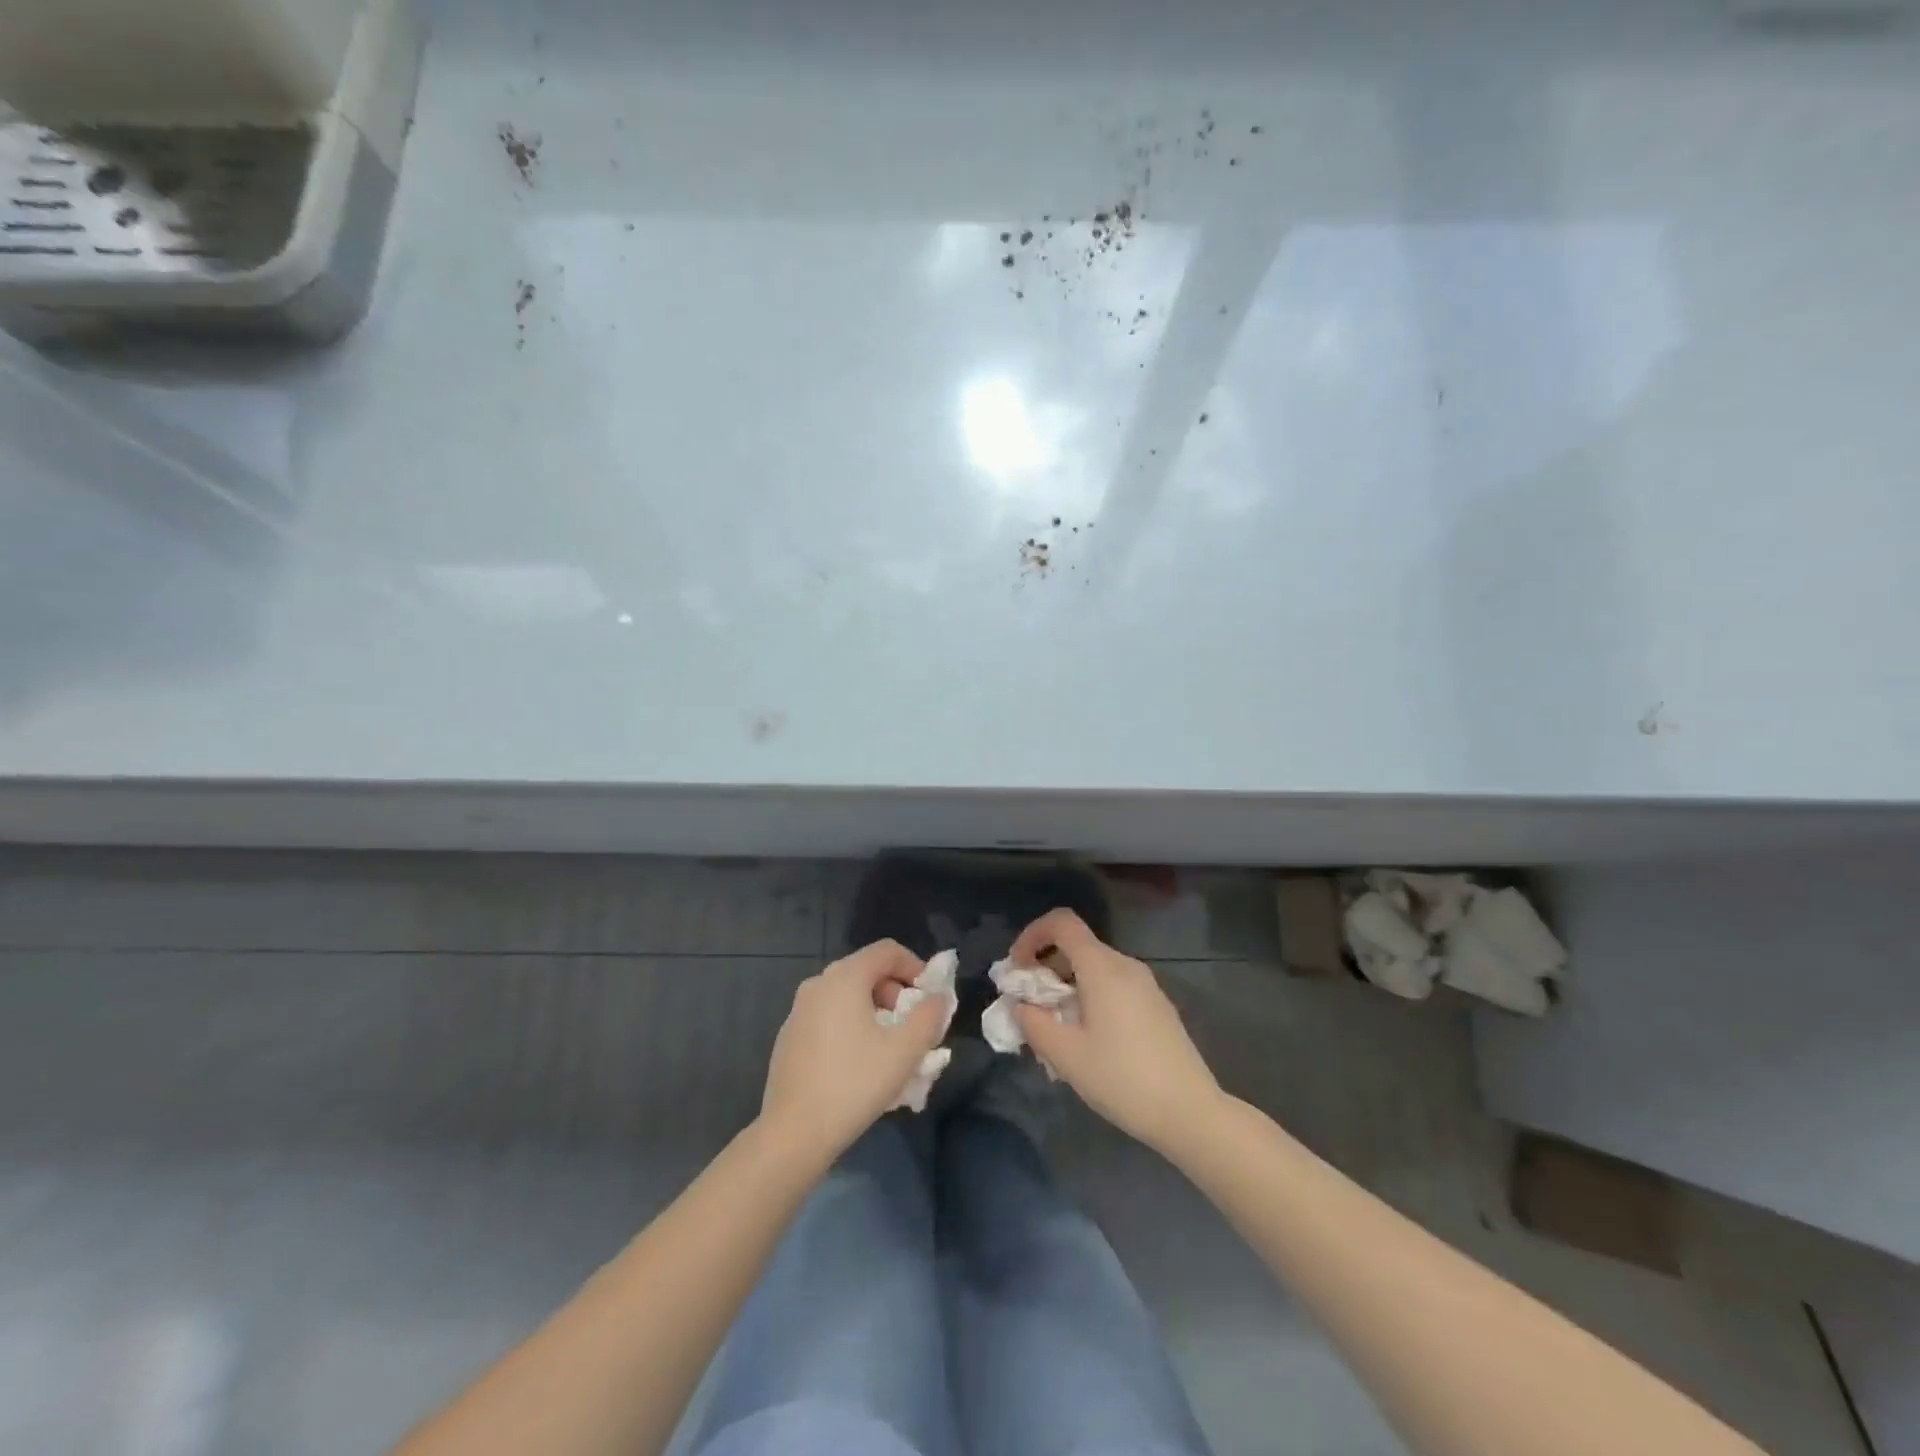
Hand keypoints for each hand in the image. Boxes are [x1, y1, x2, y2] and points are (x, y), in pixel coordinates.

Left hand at [760, 939, 947, 1164]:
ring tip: (890, 1048)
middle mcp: (818, 984)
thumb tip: (938, 998)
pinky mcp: (789, 1036)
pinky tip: (859, 1064)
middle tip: (912, 1026)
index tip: (929, 997)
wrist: (793, 1133)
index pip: (887, 950)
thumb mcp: (905, 1051)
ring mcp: (799, 1010)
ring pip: (847, 996)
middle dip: (896, 993)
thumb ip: (929, 1016)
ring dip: (875, 1011)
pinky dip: (851, 1026)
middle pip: (867, 971)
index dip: (915, 966)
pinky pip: (829, 1016)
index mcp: (844, 977)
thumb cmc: (854, 1084)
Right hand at [1009, 909, 1221, 1155]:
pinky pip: (1113, 986)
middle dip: (1045, 968)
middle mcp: (1125, 966)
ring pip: (1094, 969)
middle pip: (1077, 946)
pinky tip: (1087, 1040)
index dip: (1032, 935)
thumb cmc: (1123, 1079)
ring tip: (1055, 1029)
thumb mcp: (1066, 1055)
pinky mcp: (1156, 1006)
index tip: (1017, 969)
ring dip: (1066, 987)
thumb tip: (1022, 1005)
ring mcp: (1145, 985)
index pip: (1062, 922)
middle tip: (1030, 1007)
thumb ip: (1033, 1023)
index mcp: (1102, 967)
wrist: (1190, 1112)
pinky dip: (1089, 997)